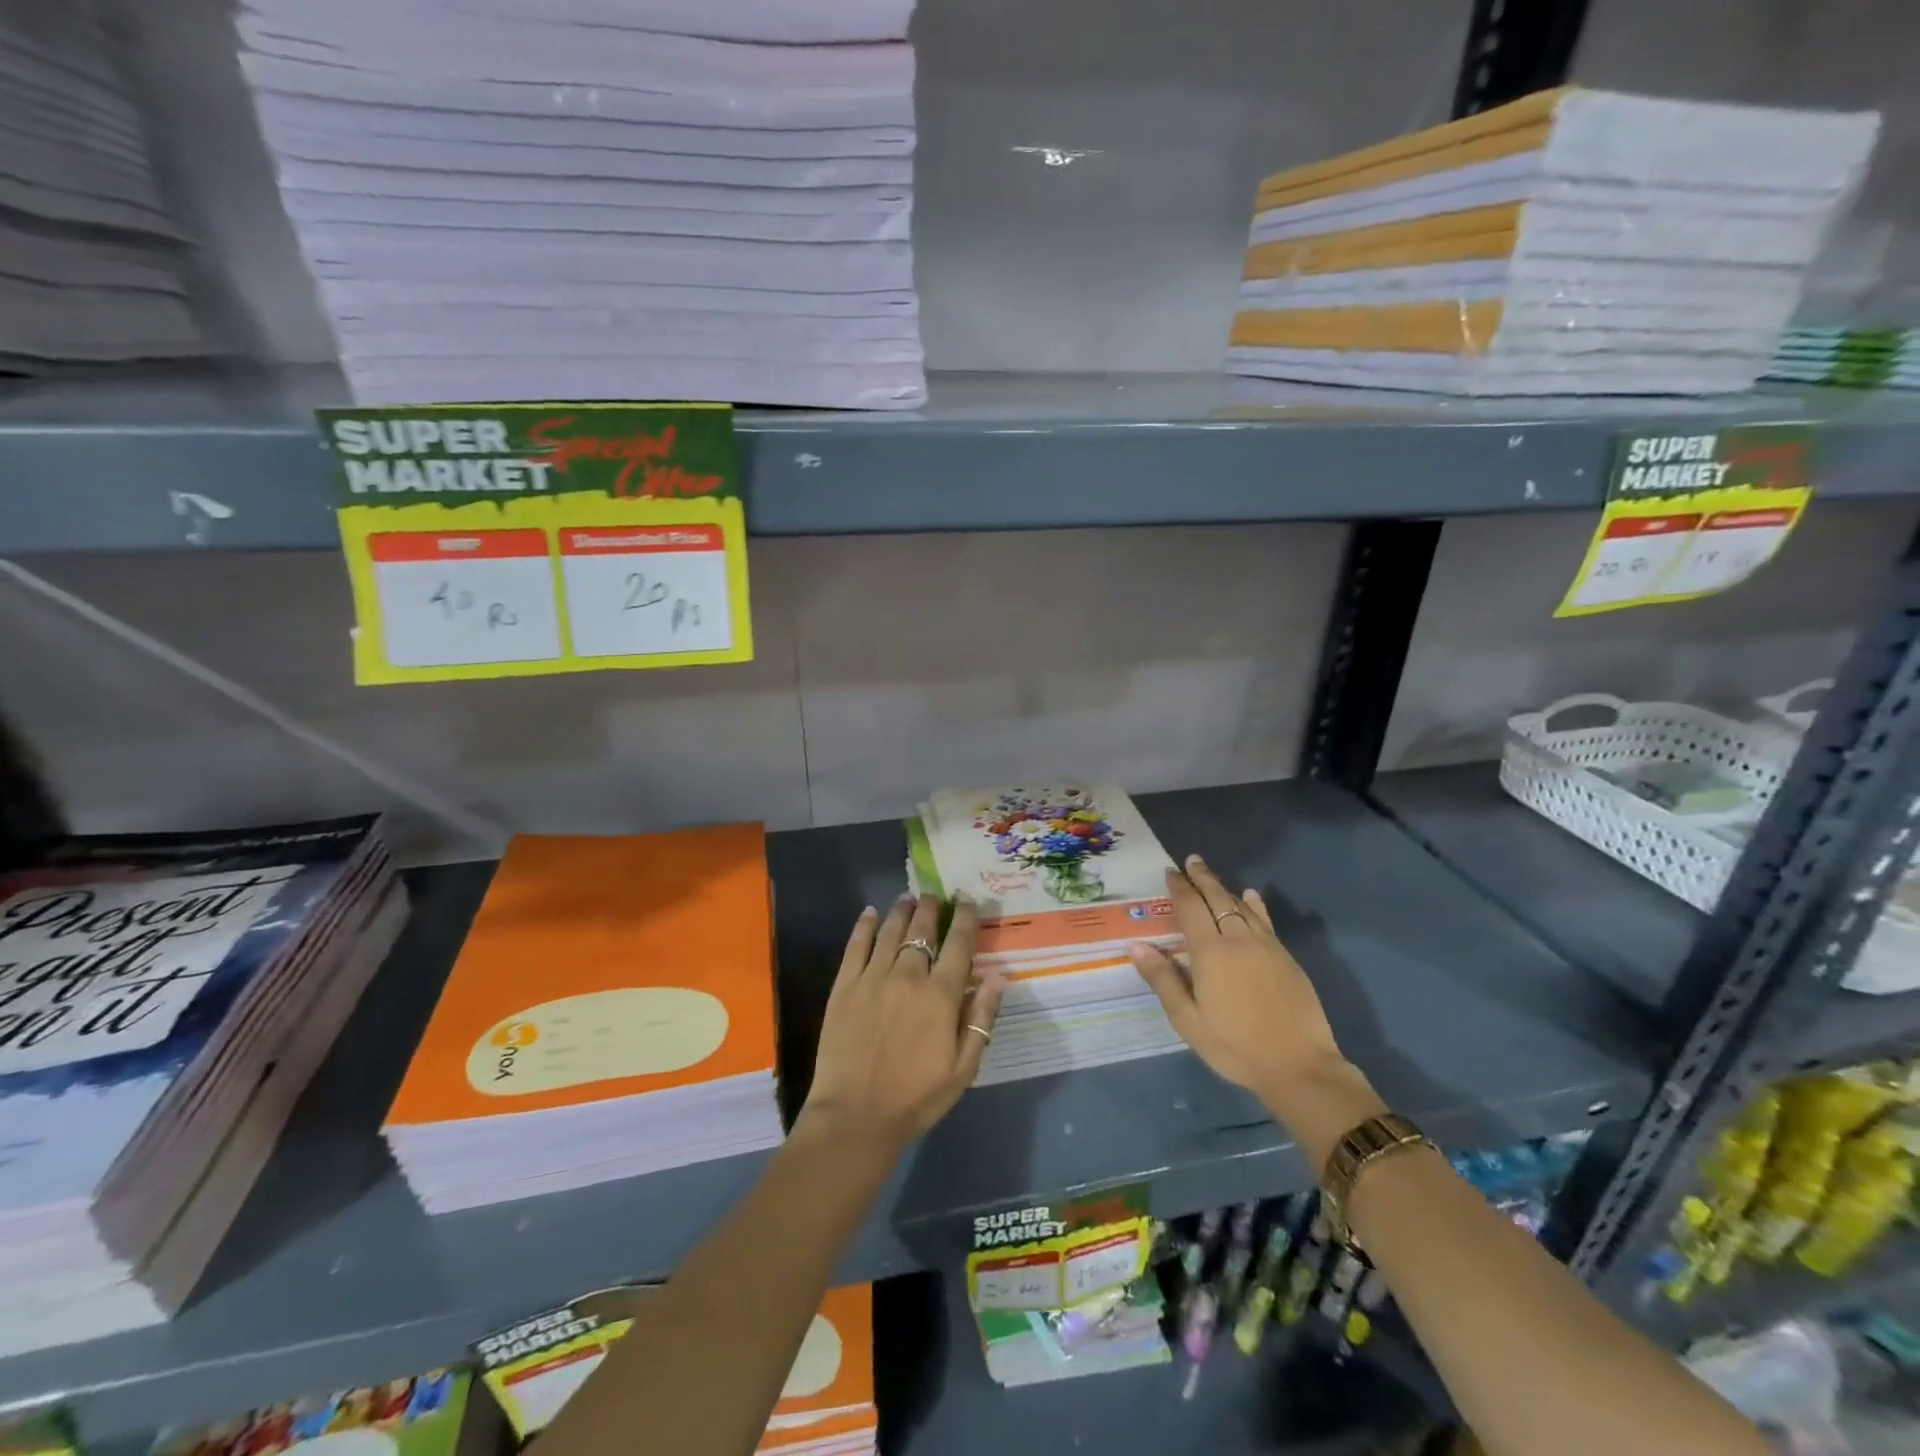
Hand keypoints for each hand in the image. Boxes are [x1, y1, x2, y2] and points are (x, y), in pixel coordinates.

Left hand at [801, 894, 1005, 1152]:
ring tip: (907, 897)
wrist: (855, 1116)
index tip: (967, 901)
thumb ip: (981, 1019)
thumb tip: (998, 976)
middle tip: (934, 895)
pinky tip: (870, 913)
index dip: (965, 918)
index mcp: (941, 996)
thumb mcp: (963, 1068)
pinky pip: (856, 946)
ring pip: (891, 932)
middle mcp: (908, 976)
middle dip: (931, 908)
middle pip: (922, 930)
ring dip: (902, 910)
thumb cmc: (916, 1097)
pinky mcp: (845, 987)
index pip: (958, 944)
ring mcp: (873, 978)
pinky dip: (865, 926)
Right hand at [1130, 855, 1349, 1105]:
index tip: (1170, 872)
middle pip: (1218, 899)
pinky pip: (1265, 921)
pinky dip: (1254, 906)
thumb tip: (1136, 946)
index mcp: (1211, 953)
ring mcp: (1267, 947)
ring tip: (1212, 878)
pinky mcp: (1286, 958)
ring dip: (1225, 889)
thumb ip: (1163, 980)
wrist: (1300, 1067)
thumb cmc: (1236, 1047)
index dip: (1179, 888)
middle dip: (1202, 878)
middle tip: (1191, 861)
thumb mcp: (1189, 1021)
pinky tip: (1251, 898)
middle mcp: (1238, 940)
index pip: (1191, 908)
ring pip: (1242, 907)